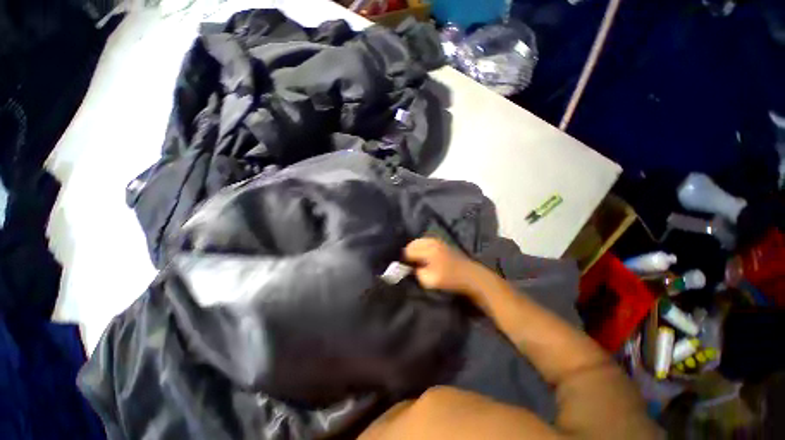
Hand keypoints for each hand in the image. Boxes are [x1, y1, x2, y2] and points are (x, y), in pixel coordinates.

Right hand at [404, 238, 478, 295]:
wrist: (470, 276)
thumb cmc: (450, 279)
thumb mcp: (429, 280)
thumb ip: (417, 272)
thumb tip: (411, 267)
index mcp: (428, 250)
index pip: (408, 251)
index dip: (405, 260)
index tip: (408, 268)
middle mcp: (432, 242)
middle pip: (412, 244)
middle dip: (410, 253)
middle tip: (412, 265)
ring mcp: (437, 241)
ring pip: (419, 242)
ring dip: (416, 250)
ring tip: (419, 261)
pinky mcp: (441, 242)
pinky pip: (425, 242)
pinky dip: (422, 248)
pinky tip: (426, 257)